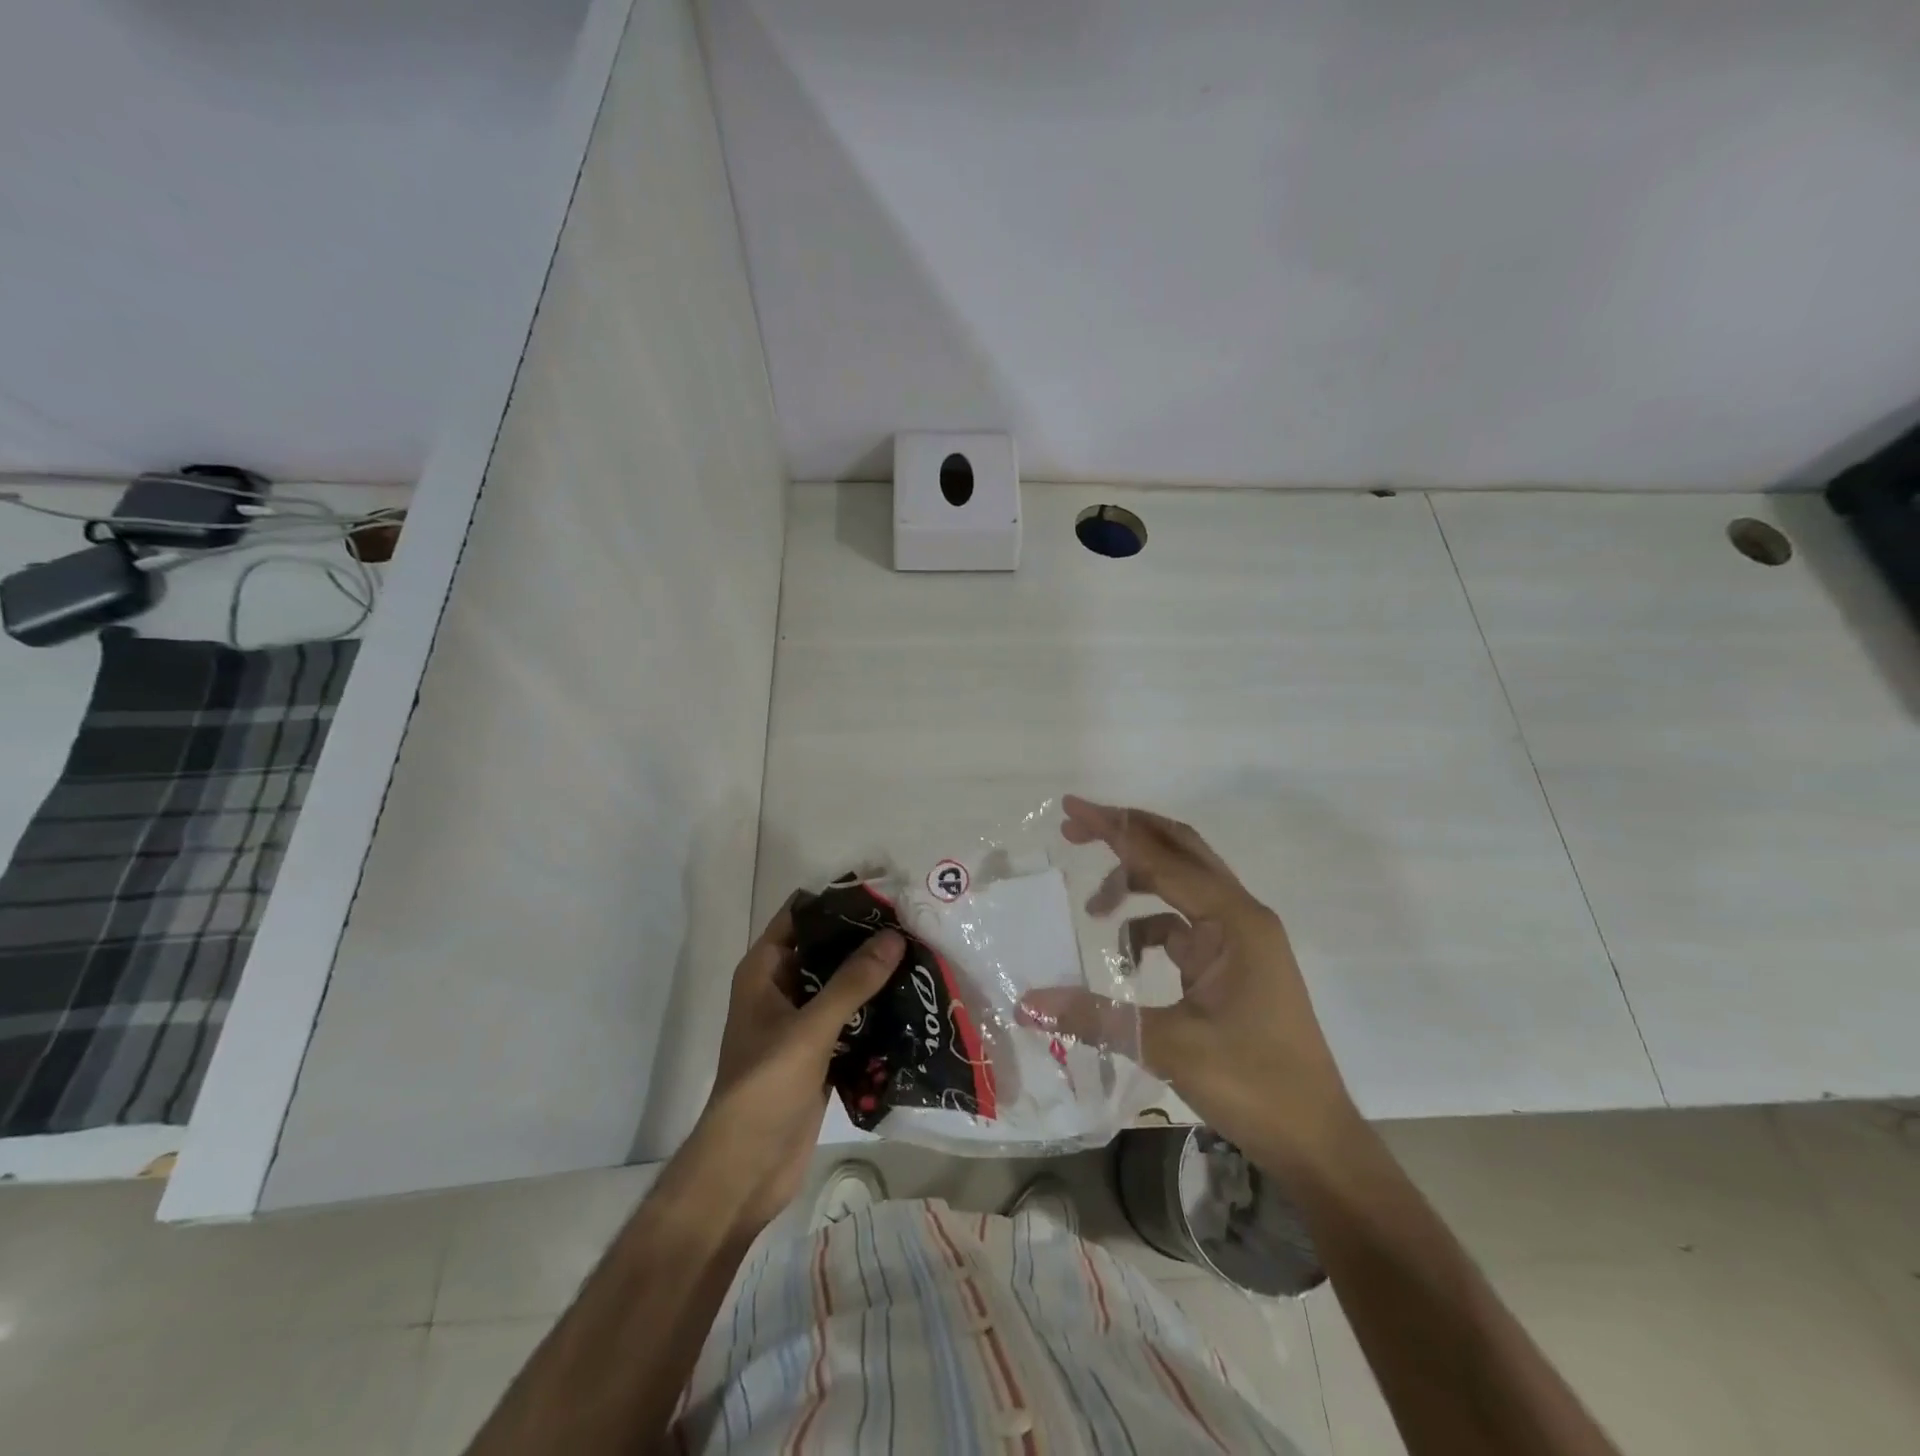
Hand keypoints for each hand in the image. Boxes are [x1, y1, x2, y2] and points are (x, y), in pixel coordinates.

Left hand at [684, 903, 903, 1232]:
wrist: (746, 1169)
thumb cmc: (765, 1086)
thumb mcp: (810, 1028)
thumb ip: (852, 982)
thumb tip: (894, 936)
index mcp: (764, 972)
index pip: (800, 916)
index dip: (837, 900)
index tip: (882, 891)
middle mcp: (781, 990)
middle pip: (826, 950)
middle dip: (865, 939)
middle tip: (913, 923)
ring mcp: (800, 1024)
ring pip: (841, 987)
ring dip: (874, 977)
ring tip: (921, 956)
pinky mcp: (819, 1055)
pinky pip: (851, 1021)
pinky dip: (875, 1012)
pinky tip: (912, 1004)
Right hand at [1021, 796, 1357, 1164]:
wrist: (1317, 1142)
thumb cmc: (1254, 1085)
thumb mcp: (1169, 1046)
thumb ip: (1096, 1016)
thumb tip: (1027, 1002)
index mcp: (1234, 921)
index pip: (1163, 857)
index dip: (1114, 829)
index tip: (1070, 808)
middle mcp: (1240, 916)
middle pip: (1179, 851)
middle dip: (1127, 835)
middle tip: (1074, 831)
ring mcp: (1240, 939)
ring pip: (1181, 886)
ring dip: (1135, 886)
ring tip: (1092, 910)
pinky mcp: (1233, 964)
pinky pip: (1183, 926)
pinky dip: (1149, 928)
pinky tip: (1125, 957)